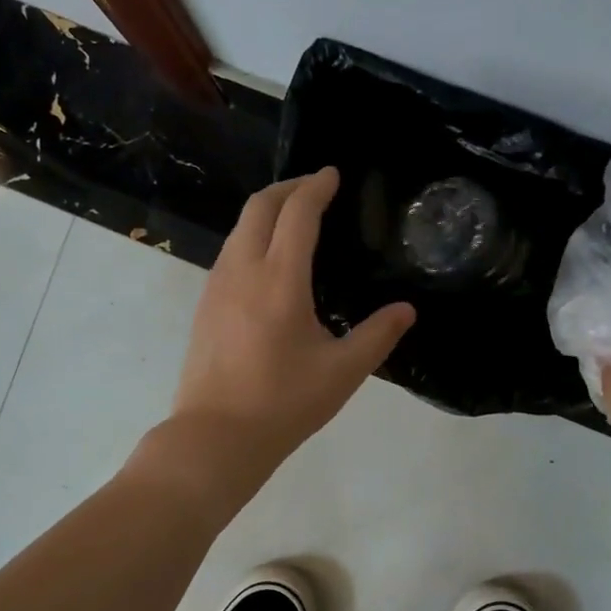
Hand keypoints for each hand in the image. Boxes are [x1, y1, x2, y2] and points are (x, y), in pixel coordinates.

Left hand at [164, 168, 414, 496]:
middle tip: (314, 187)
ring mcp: (216, 287)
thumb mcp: (342, 372)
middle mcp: (242, 270)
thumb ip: (378, 336)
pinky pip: (229, 253)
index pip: (297, 213)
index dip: (316, 187)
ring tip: (293, 219)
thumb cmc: (283, 403)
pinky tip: (267, 262)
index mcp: (279, 279)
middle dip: (288, 188)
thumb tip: (406, 310)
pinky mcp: (204, 306)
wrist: (216, 436)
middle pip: (259, 207)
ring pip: (239, 229)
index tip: (332, 175)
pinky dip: (251, 238)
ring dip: (266, 212)